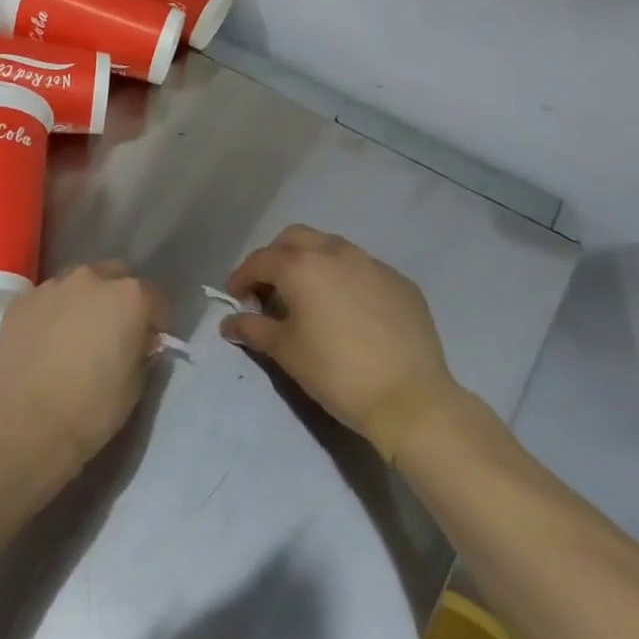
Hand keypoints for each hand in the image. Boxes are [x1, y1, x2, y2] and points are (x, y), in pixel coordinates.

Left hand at [0, 262, 167, 489]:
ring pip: (77, 283)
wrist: (26, 423)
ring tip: (75, 333)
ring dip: (83, 300)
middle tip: (113, 331)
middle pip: (114, 277)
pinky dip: (52, 312)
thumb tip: (137, 340)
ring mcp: (52, 286)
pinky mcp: (21, 300)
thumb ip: (141, 350)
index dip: (155, 319)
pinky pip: (47, 298)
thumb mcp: (135, 384)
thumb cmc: (91, 408)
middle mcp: (91, 279)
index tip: (150, 340)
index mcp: (128, 297)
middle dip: (118, 298)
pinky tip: (46, 340)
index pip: (153, 296)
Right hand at [224, 226, 463, 462]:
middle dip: (275, 257)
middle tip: (269, 289)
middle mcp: (336, 253)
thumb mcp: (285, 351)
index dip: (242, 277)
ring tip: (309, 295)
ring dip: (311, 262)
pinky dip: (345, 278)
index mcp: (302, 266)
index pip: (260, 260)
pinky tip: (348, 309)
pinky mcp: (401, 282)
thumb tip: (229, 323)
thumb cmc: (336, 372)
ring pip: (331, 247)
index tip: (236, 298)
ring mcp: (373, 264)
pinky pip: (363, 268)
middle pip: (295, 238)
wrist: (409, 399)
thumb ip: (252, 329)